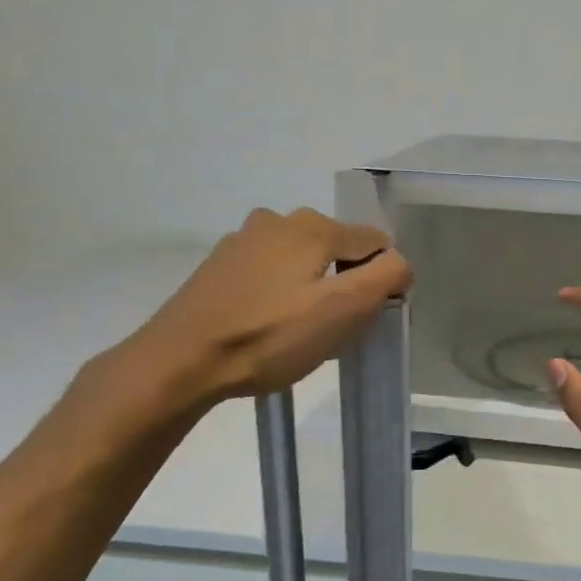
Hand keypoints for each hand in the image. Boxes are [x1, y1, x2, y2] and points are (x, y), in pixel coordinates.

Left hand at [120, 208, 412, 412]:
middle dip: (346, 283)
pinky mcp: (221, 264)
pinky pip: (271, 271)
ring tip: (297, 330)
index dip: (382, 281)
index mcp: (313, 226)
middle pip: (338, 248)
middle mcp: (279, 220)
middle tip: (331, 329)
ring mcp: (244, 239)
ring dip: (313, 288)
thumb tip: (399, 262)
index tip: (365, 319)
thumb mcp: (342, 311)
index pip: (376, 242)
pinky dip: (280, 292)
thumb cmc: (270, 337)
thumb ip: (384, 278)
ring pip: (303, 260)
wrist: (181, 361)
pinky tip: (266, 324)